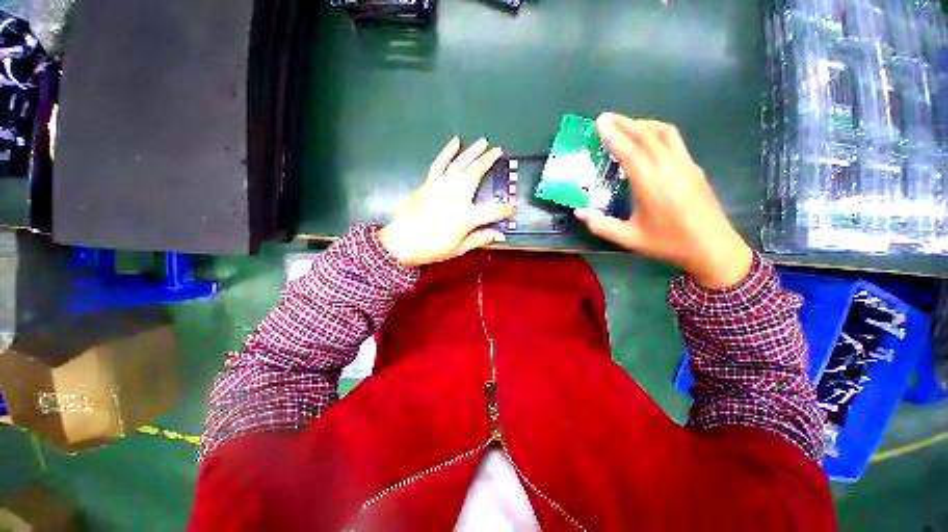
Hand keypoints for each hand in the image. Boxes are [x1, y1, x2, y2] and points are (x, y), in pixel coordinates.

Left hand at [378, 137, 514, 267]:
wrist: (401, 242)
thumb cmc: (433, 248)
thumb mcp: (459, 248)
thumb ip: (481, 239)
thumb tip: (501, 234)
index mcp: (467, 216)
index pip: (493, 211)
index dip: (505, 210)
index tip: (513, 208)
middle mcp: (456, 196)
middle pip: (476, 174)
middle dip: (489, 161)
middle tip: (499, 150)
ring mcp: (441, 187)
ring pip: (460, 164)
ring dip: (472, 151)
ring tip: (483, 142)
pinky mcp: (429, 183)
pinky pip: (439, 163)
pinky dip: (447, 151)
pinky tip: (455, 141)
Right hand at [574, 112, 752, 289]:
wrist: (712, 248)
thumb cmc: (667, 244)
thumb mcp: (628, 238)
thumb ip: (600, 225)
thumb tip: (578, 211)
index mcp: (651, 185)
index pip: (630, 151)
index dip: (614, 135)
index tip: (599, 122)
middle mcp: (669, 168)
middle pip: (646, 136)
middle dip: (625, 123)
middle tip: (605, 117)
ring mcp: (685, 165)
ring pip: (664, 133)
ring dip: (642, 123)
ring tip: (625, 123)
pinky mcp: (693, 167)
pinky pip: (674, 140)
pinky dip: (657, 131)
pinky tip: (649, 137)